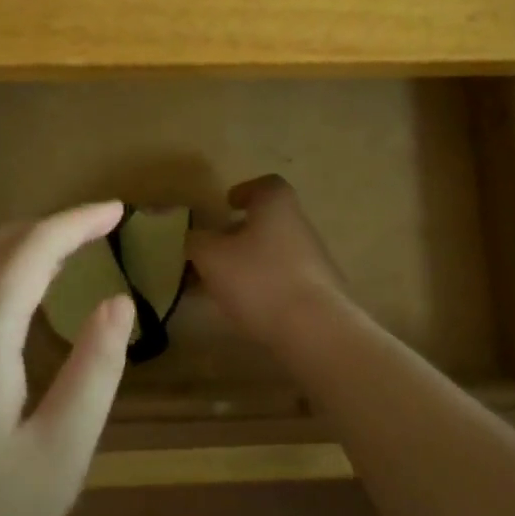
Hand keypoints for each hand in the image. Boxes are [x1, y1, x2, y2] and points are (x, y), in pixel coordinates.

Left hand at [0, 201, 134, 515]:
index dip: (76, 221)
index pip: (31, 248)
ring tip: (60, 257)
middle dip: (45, 227)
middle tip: (96, 232)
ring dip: (13, 248)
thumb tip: (119, 301)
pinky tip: (6, 309)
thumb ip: (95, 369)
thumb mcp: (59, 457)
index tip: (117, 210)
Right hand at [186, 175, 348, 347]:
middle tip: (215, 250)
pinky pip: (284, 281)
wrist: (315, 329)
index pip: (266, 185)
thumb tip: (195, 237)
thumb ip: (197, 242)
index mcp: (277, 205)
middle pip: (269, 221)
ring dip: (249, 263)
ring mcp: (314, 260)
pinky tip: (245, 308)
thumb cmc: (259, 279)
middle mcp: (300, 225)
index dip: (246, 191)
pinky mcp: (319, 293)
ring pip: (274, 253)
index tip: (228, 204)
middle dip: (240, 233)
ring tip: (221, 285)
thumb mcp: (212, 257)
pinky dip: (263, 287)